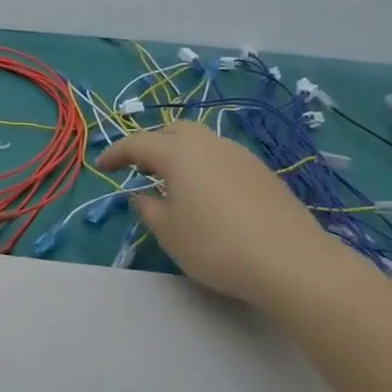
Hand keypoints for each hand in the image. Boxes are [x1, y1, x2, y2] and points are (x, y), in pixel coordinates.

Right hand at [97, 121, 343, 301]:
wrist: (290, 261)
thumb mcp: (169, 232)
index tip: (101, 167)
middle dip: (152, 144)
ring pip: (202, 142)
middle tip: (140, 169)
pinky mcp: (262, 172)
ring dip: (181, 155)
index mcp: (178, 153)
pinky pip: (223, 158)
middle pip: (174, 130)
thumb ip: (148, 208)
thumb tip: (142, 194)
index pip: (137, 143)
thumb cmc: (215, 245)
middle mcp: (209, 144)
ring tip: (174, 183)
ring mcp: (240, 155)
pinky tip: (208, 195)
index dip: (115, 153)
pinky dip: (205, 166)